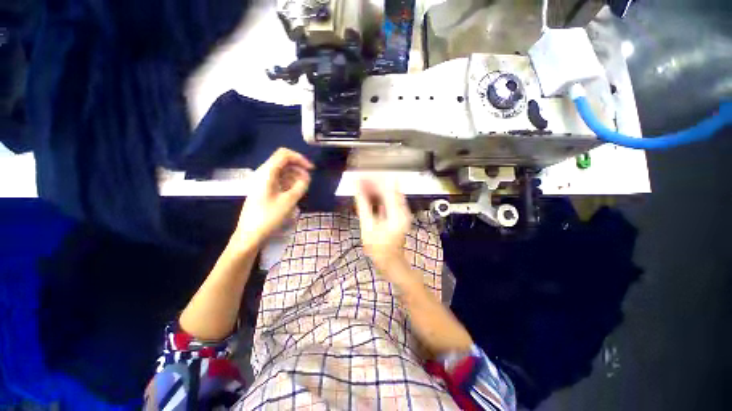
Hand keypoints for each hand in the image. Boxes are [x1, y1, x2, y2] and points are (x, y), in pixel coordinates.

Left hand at [232, 148, 313, 249]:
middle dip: (298, 168)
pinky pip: (278, 181)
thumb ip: (301, 186)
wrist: (249, 236)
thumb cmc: (269, 217)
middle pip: (283, 162)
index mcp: (267, 173)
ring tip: (303, 188)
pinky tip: (295, 192)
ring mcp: (262, 182)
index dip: (299, 158)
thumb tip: (306, 177)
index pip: (284, 154)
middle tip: (308, 181)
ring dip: (294, 176)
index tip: (311, 169)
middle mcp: (263, 174)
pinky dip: (288, 183)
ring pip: (281, 172)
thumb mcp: (289, 201)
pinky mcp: (263, 191)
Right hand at [354, 177, 411, 272]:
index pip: (387, 188)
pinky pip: (389, 200)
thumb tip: (357, 187)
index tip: (361, 175)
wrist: (390, 262)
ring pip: (390, 193)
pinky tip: (369, 194)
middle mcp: (403, 209)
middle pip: (390, 188)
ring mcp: (402, 212)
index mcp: (397, 213)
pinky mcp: (399, 214)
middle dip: (374, 182)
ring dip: (376, 188)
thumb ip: (363, 205)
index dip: (373, 180)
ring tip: (362, 184)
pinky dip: (379, 196)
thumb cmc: (378, 248)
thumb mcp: (367, 227)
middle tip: (359, 180)